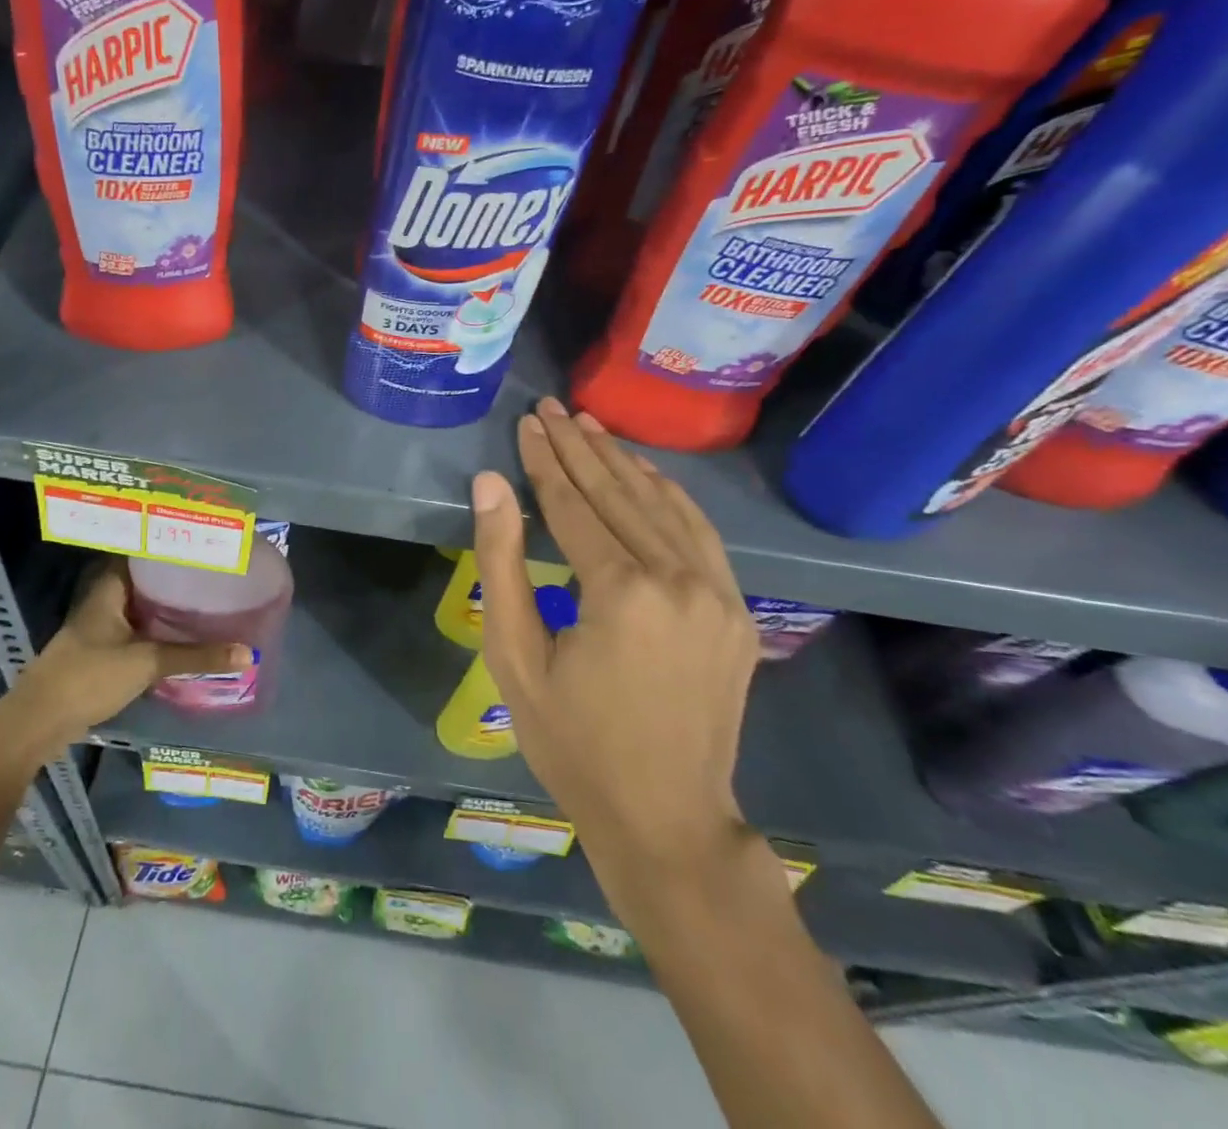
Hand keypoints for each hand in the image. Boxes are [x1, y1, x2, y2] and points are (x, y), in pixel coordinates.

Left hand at [0, 561, 245, 755]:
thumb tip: (248, 653)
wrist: (38, 723)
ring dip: (165, 605)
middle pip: (142, 579)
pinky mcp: (100, 653)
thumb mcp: (148, 662)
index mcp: (108, 588)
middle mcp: (102, 601)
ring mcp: (99, 628)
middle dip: (173, 577)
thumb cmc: (89, 677)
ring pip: (139, 606)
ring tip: (205, 598)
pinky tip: (182, 634)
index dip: (167, 546)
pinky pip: (135, 630)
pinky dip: (157, 629)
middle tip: (212, 572)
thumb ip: (196, 656)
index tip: (200, 543)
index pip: (140, 552)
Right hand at [472, 396, 760, 872]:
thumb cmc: (572, 743)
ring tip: (591, 426)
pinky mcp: (738, 611)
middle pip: (620, 495)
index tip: (528, 422)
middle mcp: (679, 580)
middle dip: (581, 448)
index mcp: (622, 593)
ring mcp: (719, 594)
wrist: (666, 819)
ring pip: (664, 506)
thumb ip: (501, 563)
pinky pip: (700, 534)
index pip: (574, 506)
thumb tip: (489, 485)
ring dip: (624, 463)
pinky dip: (669, 496)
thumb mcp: (514, 656)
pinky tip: (646, 473)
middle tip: (553, 408)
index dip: (546, 461)